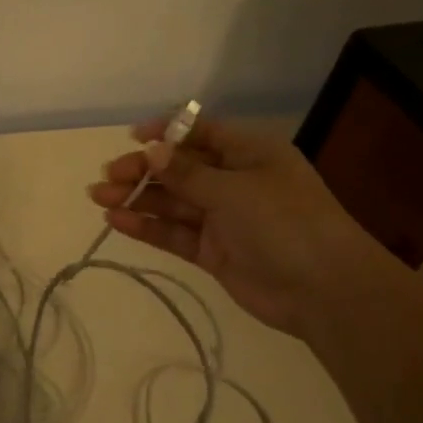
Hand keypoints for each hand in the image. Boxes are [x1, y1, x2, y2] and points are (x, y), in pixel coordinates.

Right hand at [88, 116, 386, 337]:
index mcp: (249, 153)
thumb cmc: (285, 222)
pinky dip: (148, 226)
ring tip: (98, 198)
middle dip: (143, 170)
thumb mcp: (234, 190)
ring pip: (172, 202)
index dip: (166, 133)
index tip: (132, 138)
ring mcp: (222, 218)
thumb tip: (151, 150)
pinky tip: (117, 220)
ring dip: (137, 198)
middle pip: (180, 169)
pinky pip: (175, 233)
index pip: (200, 133)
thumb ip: (187, 173)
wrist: (323, 289)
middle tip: (107, 177)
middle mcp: (234, 181)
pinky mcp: (212, 251)